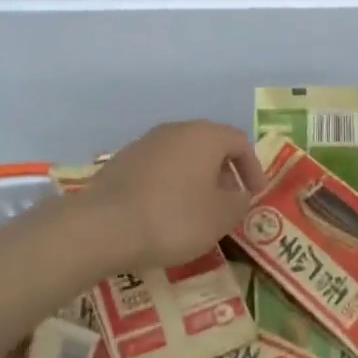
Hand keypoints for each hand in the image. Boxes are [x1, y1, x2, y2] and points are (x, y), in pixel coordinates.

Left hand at [77, 121, 264, 272]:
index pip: (241, 143)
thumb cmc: (174, 218)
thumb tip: (240, 195)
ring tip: (198, 211)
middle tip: (229, 203)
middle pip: (210, 145)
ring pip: (182, 156)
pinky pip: (158, 169)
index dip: (253, 169)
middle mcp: (176, 130)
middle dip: (224, 174)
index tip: (255, 196)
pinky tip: (166, 213)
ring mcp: (145, 143)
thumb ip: (240, 203)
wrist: (102, 227)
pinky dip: (171, 185)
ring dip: (197, 179)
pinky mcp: (122, 162)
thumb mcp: (220, 217)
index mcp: (205, 135)